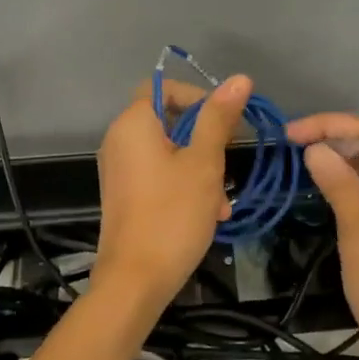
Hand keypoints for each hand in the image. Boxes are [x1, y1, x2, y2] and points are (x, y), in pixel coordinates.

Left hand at [93, 75, 251, 314]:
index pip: (164, 88)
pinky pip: (158, 174)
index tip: (225, 122)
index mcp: (133, 123)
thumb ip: (219, 118)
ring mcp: (120, 169)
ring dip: (200, 166)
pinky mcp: (125, 194)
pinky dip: (183, 183)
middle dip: (205, 138)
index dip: (198, 97)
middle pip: (168, 120)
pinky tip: (209, 213)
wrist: (135, 281)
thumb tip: (239, 78)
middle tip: (228, 161)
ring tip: (222, 199)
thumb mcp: (204, 163)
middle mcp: (119, 140)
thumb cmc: (172, 214)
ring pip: (168, 151)